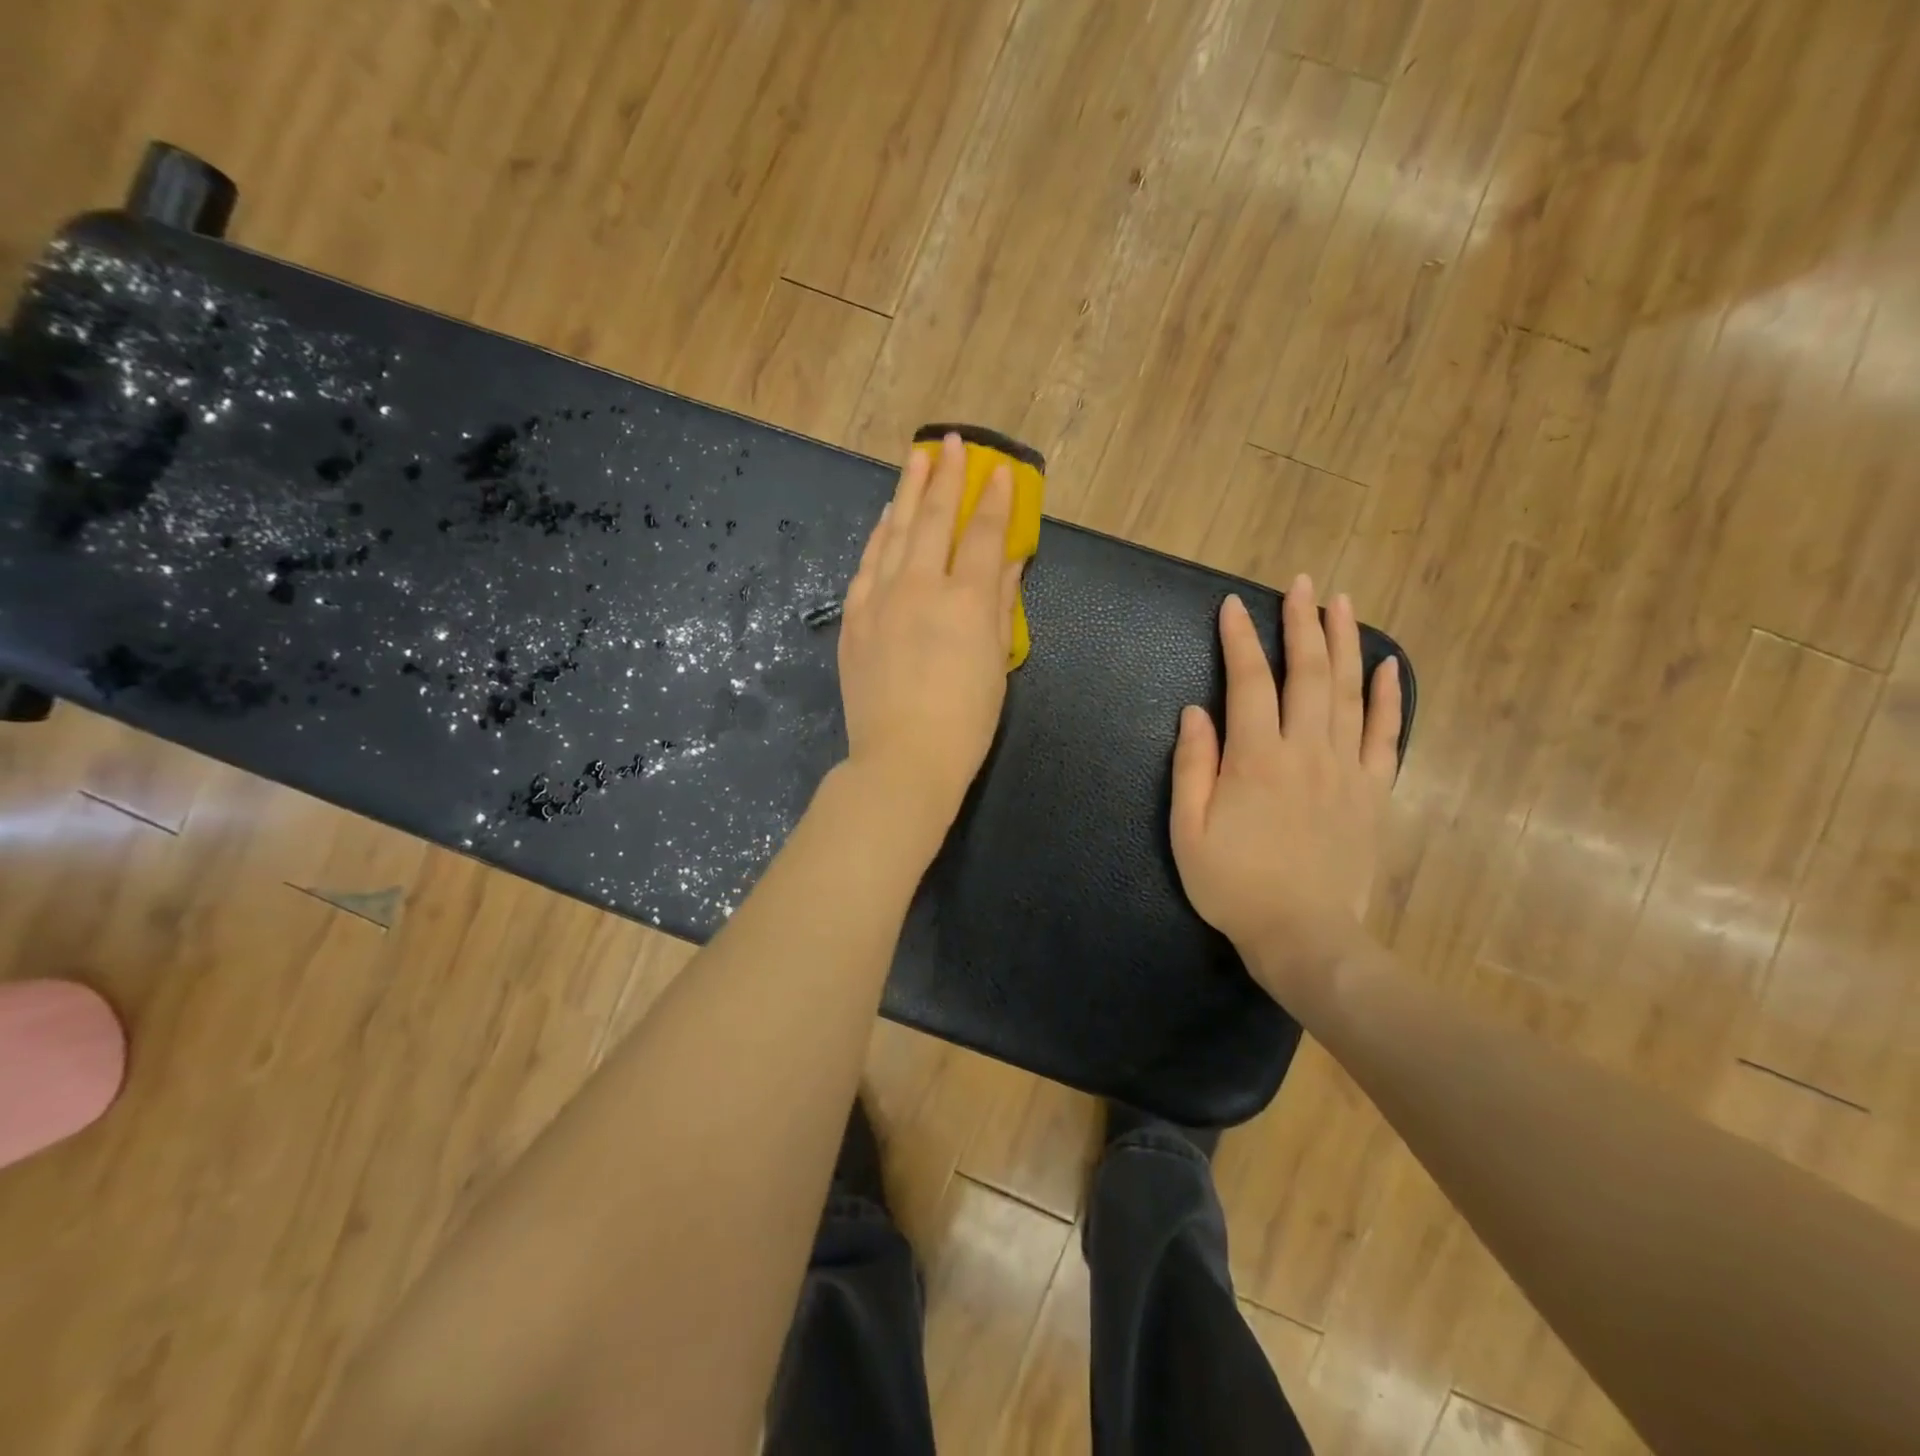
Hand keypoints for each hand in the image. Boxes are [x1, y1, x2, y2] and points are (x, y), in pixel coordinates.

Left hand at [836, 433, 1021, 842]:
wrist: (902, 759)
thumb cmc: (965, 721)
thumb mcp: (997, 663)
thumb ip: (1002, 605)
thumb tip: (1010, 561)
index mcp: (967, 601)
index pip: (984, 534)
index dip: (994, 500)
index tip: (1000, 470)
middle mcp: (922, 587)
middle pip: (934, 519)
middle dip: (945, 477)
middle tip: (949, 442)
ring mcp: (881, 599)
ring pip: (895, 532)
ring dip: (908, 492)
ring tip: (916, 461)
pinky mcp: (854, 618)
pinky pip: (867, 564)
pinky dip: (879, 536)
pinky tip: (886, 518)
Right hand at [1170, 578, 1401, 1000]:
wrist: (1304, 936)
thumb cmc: (1234, 885)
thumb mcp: (1188, 831)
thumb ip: (1192, 767)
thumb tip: (1195, 711)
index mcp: (1256, 759)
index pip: (1247, 683)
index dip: (1239, 640)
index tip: (1232, 605)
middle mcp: (1306, 751)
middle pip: (1307, 674)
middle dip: (1301, 624)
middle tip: (1299, 584)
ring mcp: (1347, 770)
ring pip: (1349, 693)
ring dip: (1344, 643)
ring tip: (1340, 603)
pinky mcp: (1374, 792)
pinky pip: (1387, 735)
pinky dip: (1390, 697)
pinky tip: (1388, 665)